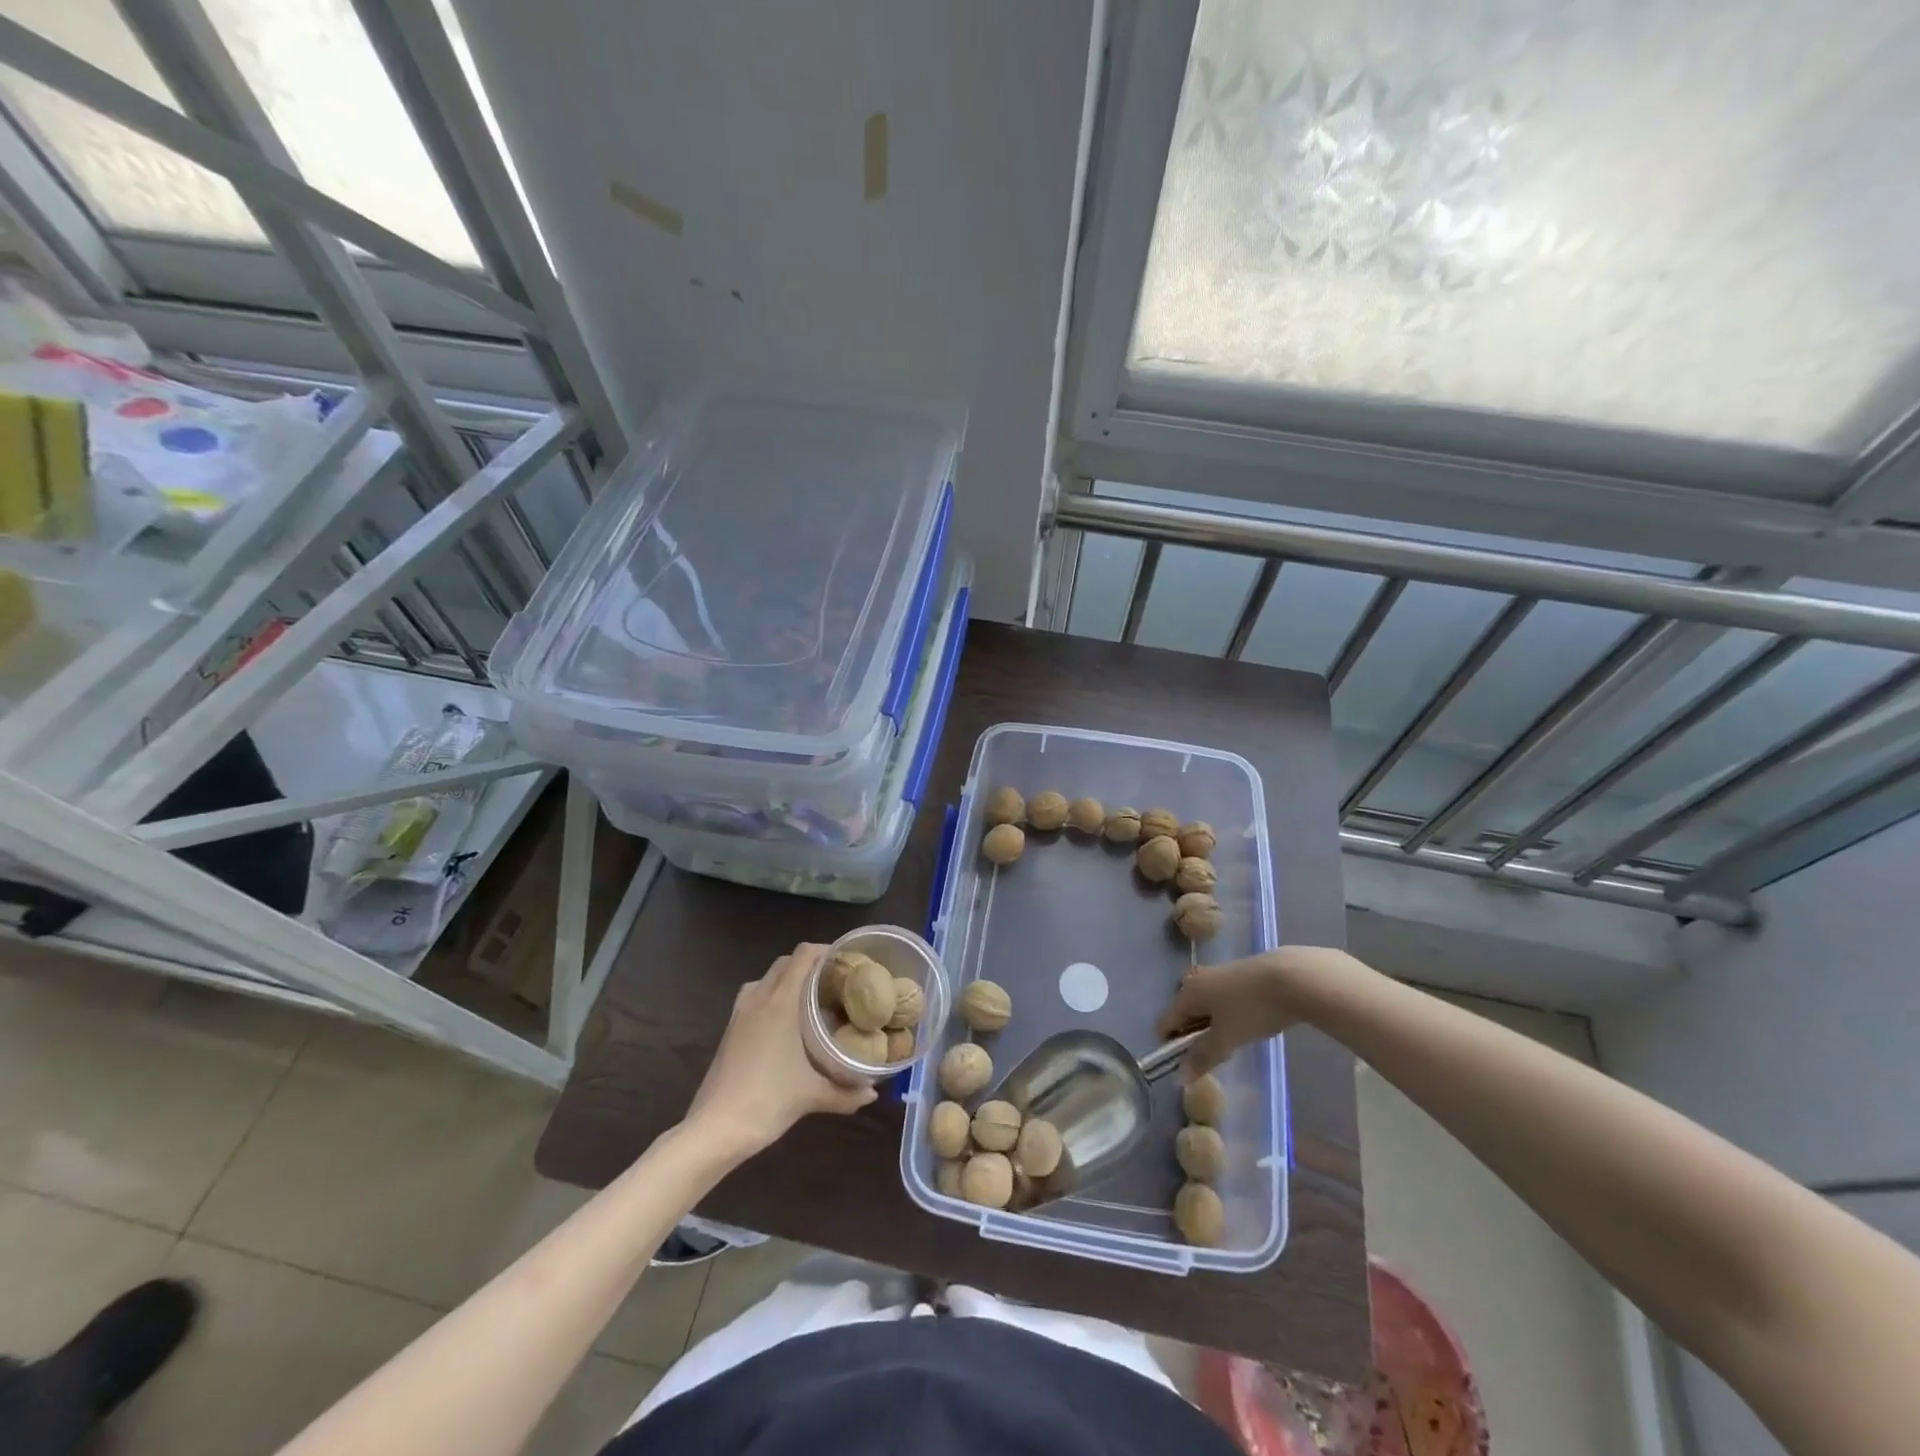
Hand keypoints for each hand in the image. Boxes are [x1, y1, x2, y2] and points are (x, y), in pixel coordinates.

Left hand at [686, 943, 876, 1157]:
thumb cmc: (767, 1101)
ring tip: (811, 998)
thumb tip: (872, 1093)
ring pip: (766, 978)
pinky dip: (771, 997)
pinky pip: (753, 997)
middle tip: (834, 981)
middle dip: (809, 964)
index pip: (803, 955)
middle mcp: (758, 999)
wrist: (715, 1129)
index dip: (825, 950)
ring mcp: (739, 1013)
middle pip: (785, 963)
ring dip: (787, 979)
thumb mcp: (812, 1096)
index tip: (847, 961)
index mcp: (780, 1002)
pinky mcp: (729, 1030)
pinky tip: (785, 1024)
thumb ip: (846, 1093)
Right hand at [1157, 946, 1369, 1075]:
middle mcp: (1197, 980)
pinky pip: (1223, 999)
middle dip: (1194, 1037)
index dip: (1171, 1046)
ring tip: (1235, 1042)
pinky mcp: (1239, 974)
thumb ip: (1203, 1056)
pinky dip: (1228, 1015)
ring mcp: (1218, 974)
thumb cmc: (1252, 1008)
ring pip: (1206, 1007)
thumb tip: (1181, 1077)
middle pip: (1185, 1014)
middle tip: (1216, 1056)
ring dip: (1212, 1027)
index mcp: (1187, 993)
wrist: (1292, 977)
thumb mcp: (1226, 1038)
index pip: (1165, 1022)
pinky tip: (1248, 1024)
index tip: (1190, 1066)